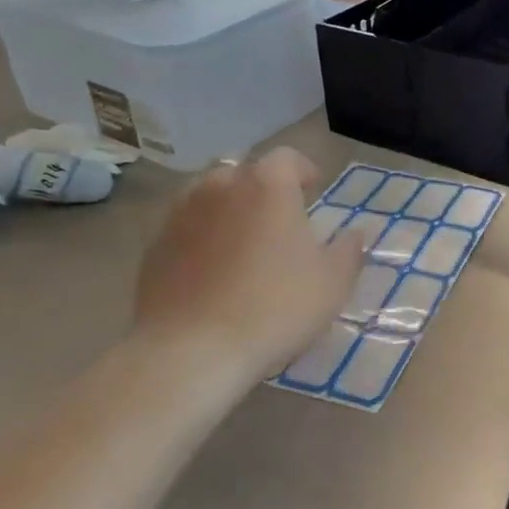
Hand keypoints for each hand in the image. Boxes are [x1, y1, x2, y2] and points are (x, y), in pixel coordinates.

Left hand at [134, 148, 364, 381]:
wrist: (191, 350)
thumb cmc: (275, 307)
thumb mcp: (332, 283)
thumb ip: (348, 251)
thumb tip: (354, 233)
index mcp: (267, 185)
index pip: (287, 158)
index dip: (303, 171)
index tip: (314, 190)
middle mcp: (220, 187)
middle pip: (244, 172)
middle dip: (263, 188)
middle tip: (280, 219)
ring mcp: (180, 215)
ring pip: (210, 196)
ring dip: (229, 209)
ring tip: (244, 241)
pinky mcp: (154, 247)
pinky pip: (186, 228)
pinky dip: (202, 237)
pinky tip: (213, 270)